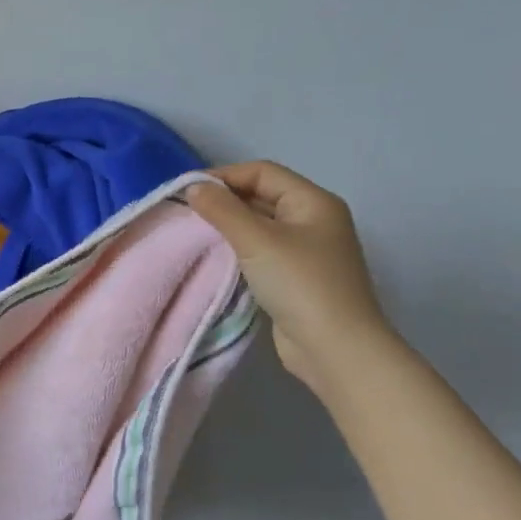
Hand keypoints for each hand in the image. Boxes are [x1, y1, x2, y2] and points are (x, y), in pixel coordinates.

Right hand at [185, 161, 394, 390]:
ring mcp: (306, 249)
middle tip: (185, 211)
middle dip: (223, 199)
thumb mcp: (257, 240)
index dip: (224, 175)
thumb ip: (222, 209)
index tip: (187, 191)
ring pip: (258, 223)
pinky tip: (215, 256)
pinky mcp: (295, 275)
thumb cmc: (300, 284)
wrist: (335, 348)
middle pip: (261, 195)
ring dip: (227, 224)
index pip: (262, 172)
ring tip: (194, 232)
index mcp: (313, 202)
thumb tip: (193, 187)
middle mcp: (313, 219)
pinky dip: (236, 247)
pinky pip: (260, 249)